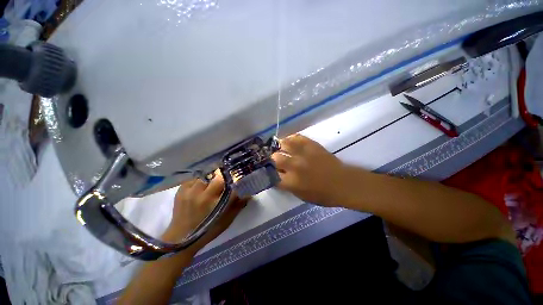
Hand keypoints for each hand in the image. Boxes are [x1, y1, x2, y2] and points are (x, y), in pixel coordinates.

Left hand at [162, 172, 249, 254]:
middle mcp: (202, 194)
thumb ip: (238, 205)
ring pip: (205, 175)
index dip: (234, 179)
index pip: (229, 184)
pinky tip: (199, 188)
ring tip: (210, 185)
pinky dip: (198, 181)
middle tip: (223, 182)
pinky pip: (193, 179)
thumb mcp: (227, 220)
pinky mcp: (181, 191)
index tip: (236, 179)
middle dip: (222, 177)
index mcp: (214, 202)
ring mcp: (190, 192)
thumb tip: (249, 194)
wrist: (181, 239)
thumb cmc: (208, 231)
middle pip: (217, 177)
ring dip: (210, 179)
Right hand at [271, 134, 348, 206]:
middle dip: (273, 160)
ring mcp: (303, 154)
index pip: (272, 175)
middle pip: (275, 158)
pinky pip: (297, 137)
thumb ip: (287, 186)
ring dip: (280, 147)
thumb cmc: (323, 194)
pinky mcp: (311, 145)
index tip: (272, 172)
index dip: (270, 173)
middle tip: (276, 161)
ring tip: (280, 148)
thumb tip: (278, 176)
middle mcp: (294, 166)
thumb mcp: (302, 196)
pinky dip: (291, 139)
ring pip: (283, 145)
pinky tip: (290, 141)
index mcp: (291, 182)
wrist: (343, 183)